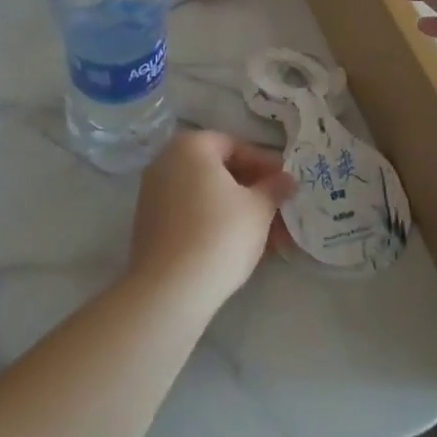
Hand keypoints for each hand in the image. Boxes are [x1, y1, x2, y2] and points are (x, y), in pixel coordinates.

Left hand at [127, 131, 292, 311]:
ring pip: (207, 197)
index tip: (286, 186)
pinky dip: (215, 224)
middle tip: (281, 214)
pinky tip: (240, 248)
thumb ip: (274, 188)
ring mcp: (153, 194)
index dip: (265, 165)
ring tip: (270, 240)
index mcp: (191, 146)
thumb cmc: (220, 234)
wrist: (170, 290)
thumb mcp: (258, 209)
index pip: (235, 146)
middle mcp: (166, 162)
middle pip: (219, 172)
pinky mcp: (150, 225)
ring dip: (239, 212)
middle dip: (254, 193)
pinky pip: (191, 215)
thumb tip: (287, 179)